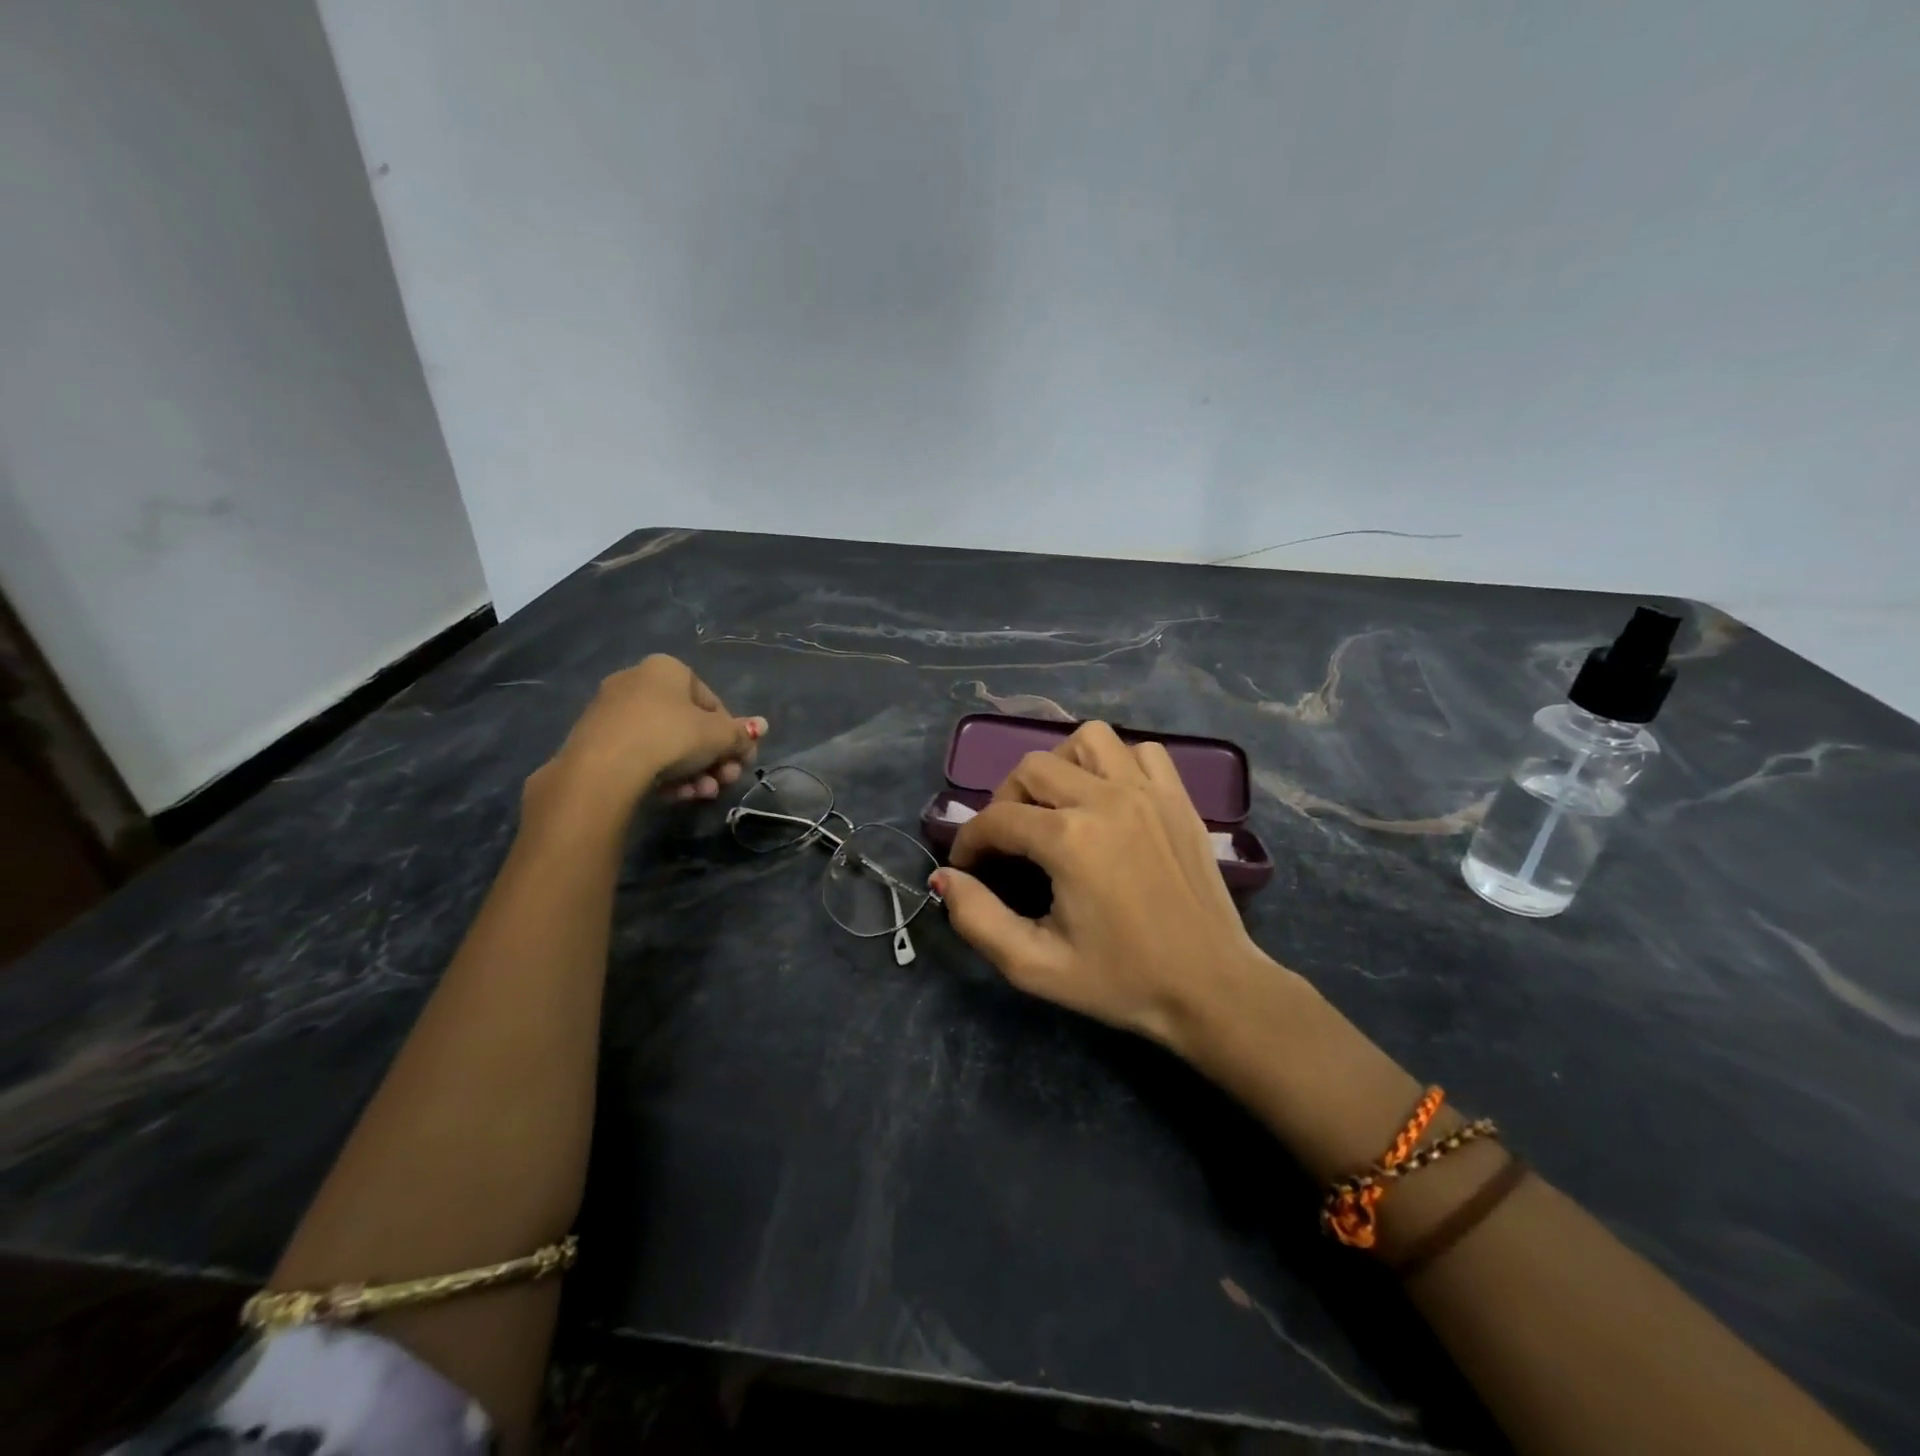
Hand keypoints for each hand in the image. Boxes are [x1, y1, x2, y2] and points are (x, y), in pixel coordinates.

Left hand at [534, 655, 764, 816]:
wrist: (604, 768)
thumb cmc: (670, 736)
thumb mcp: (718, 736)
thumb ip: (741, 733)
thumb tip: (762, 726)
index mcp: (666, 669)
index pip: (711, 700)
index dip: (730, 732)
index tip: (739, 758)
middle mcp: (636, 682)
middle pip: (688, 725)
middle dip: (712, 758)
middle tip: (725, 781)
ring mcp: (611, 713)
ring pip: (665, 744)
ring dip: (693, 772)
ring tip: (704, 794)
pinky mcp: (594, 743)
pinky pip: (641, 756)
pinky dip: (663, 775)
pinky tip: (677, 796)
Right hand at [937, 721, 1274, 1051]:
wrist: (1210, 989)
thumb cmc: (1121, 981)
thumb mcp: (1035, 966)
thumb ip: (978, 919)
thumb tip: (943, 879)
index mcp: (1069, 840)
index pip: (996, 818)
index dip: (970, 840)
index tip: (969, 866)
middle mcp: (1106, 799)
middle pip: (1032, 767)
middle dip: (1006, 800)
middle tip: (1009, 840)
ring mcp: (1148, 792)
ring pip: (1087, 740)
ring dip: (1061, 765)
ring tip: (1058, 804)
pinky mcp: (1178, 798)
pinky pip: (1141, 752)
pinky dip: (1117, 764)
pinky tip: (1111, 799)